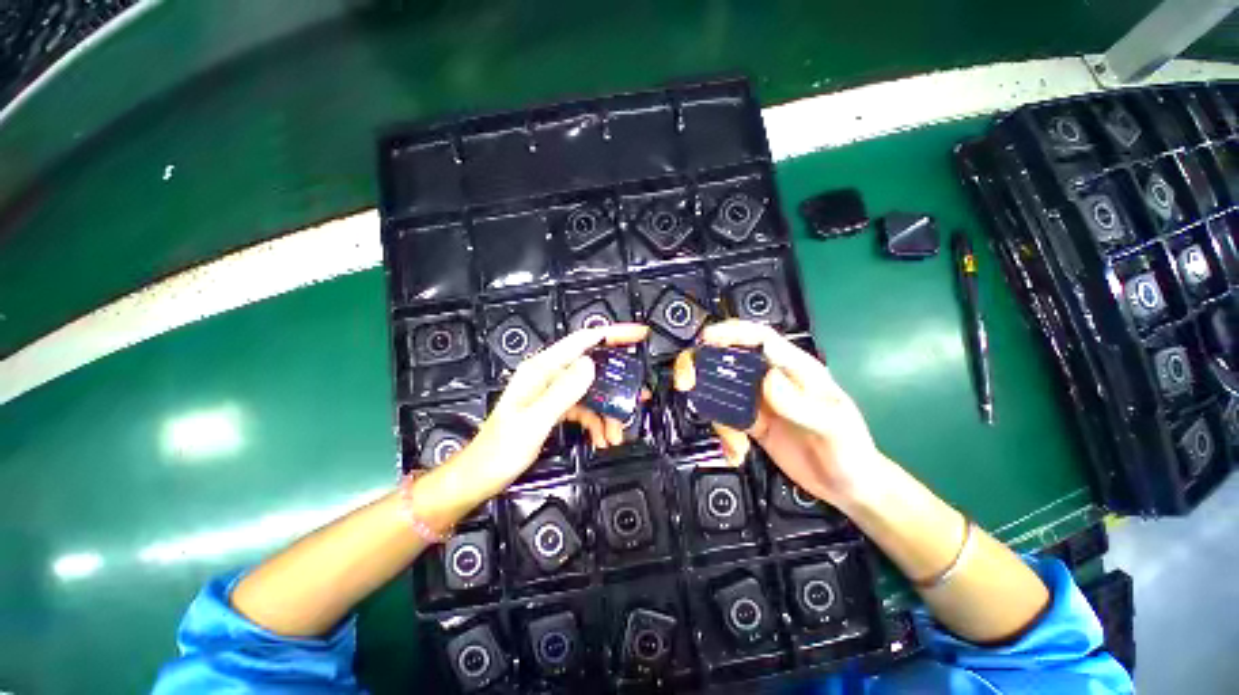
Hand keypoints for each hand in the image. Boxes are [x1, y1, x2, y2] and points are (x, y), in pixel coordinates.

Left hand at [449, 323, 648, 505]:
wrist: (480, 476)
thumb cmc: (501, 450)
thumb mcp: (535, 421)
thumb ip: (563, 391)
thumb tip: (591, 363)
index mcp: (541, 369)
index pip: (583, 340)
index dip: (613, 334)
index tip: (640, 335)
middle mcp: (548, 375)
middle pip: (592, 366)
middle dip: (617, 383)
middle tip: (639, 397)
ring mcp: (552, 391)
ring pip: (591, 391)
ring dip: (607, 410)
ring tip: (617, 433)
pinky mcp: (555, 407)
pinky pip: (584, 407)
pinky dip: (596, 420)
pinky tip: (602, 438)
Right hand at [674, 320, 882, 507]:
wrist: (848, 488)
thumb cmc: (850, 452)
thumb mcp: (833, 429)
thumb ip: (801, 404)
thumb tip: (766, 378)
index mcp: (795, 369)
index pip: (760, 339)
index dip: (731, 333)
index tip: (705, 340)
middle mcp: (772, 379)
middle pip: (729, 358)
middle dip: (702, 366)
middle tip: (686, 383)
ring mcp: (758, 401)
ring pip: (720, 389)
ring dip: (713, 413)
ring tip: (733, 446)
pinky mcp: (750, 422)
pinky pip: (724, 418)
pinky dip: (723, 434)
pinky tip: (736, 453)